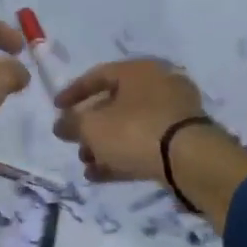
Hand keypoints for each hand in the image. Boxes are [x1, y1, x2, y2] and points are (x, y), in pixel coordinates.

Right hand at [52, 59, 207, 182]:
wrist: (190, 161)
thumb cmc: (135, 131)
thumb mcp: (92, 126)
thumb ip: (71, 123)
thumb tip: (61, 124)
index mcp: (138, 71)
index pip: (98, 75)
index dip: (73, 93)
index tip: (56, 109)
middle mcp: (159, 86)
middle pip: (115, 103)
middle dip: (90, 126)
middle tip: (74, 142)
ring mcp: (174, 114)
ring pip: (129, 127)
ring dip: (104, 145)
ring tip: (86, 164)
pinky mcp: (181, 141)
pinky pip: (144, 145)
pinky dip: (122, 157)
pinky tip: (100, 175)